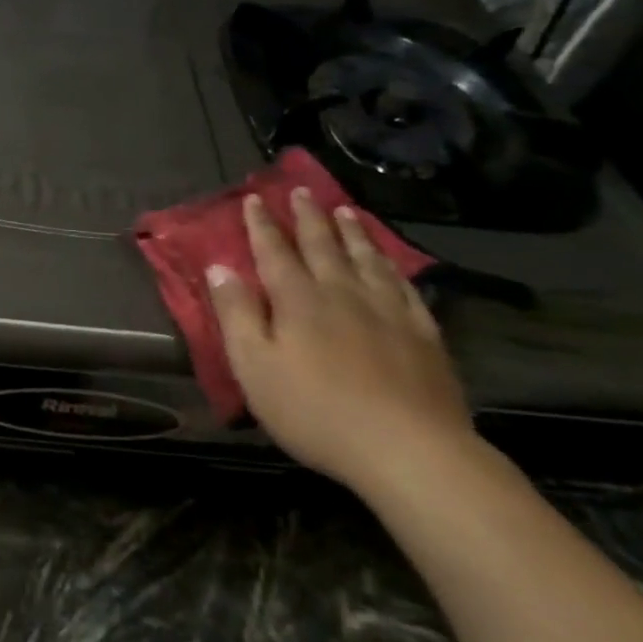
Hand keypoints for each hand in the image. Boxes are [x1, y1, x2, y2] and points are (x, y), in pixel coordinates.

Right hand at [207, 190, 471, 494]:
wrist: (409, 450)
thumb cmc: (316, 411)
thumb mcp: (255, 367)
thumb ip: (236, 314)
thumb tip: (219, 268)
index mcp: (298, 299)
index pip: (274, 251)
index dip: (262, 224)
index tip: (254, 198)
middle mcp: (341, 292)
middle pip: (321, 245)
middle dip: (307, 216)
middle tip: (302, 190)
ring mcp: (387, 311)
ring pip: (366, 259)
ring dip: (351, 232)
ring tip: (345, 211)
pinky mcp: (423, 334)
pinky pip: (405, 287)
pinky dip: (393, 267)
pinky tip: (391, 263)